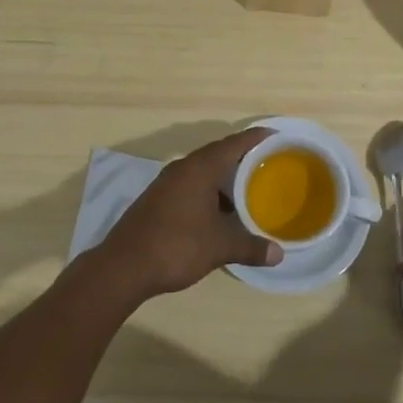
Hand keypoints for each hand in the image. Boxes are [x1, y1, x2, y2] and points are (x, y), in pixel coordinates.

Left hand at [96, 129, 282, 299]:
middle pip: (218, 154)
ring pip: (203, 171)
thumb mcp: (219, 247)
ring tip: (250, 188)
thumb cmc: (176, 246)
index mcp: (200, 168)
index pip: (234, 143)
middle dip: (243, 158)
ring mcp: (168, 183)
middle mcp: (183, 168)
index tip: (276, 136)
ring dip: (225, 178)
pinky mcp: (159, 199)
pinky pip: (192, 185)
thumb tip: (279, 254)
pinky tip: (221, 211)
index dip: (256, 138)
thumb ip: (250, 247)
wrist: (124, 266)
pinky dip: (210, 191)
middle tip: (269, 164)